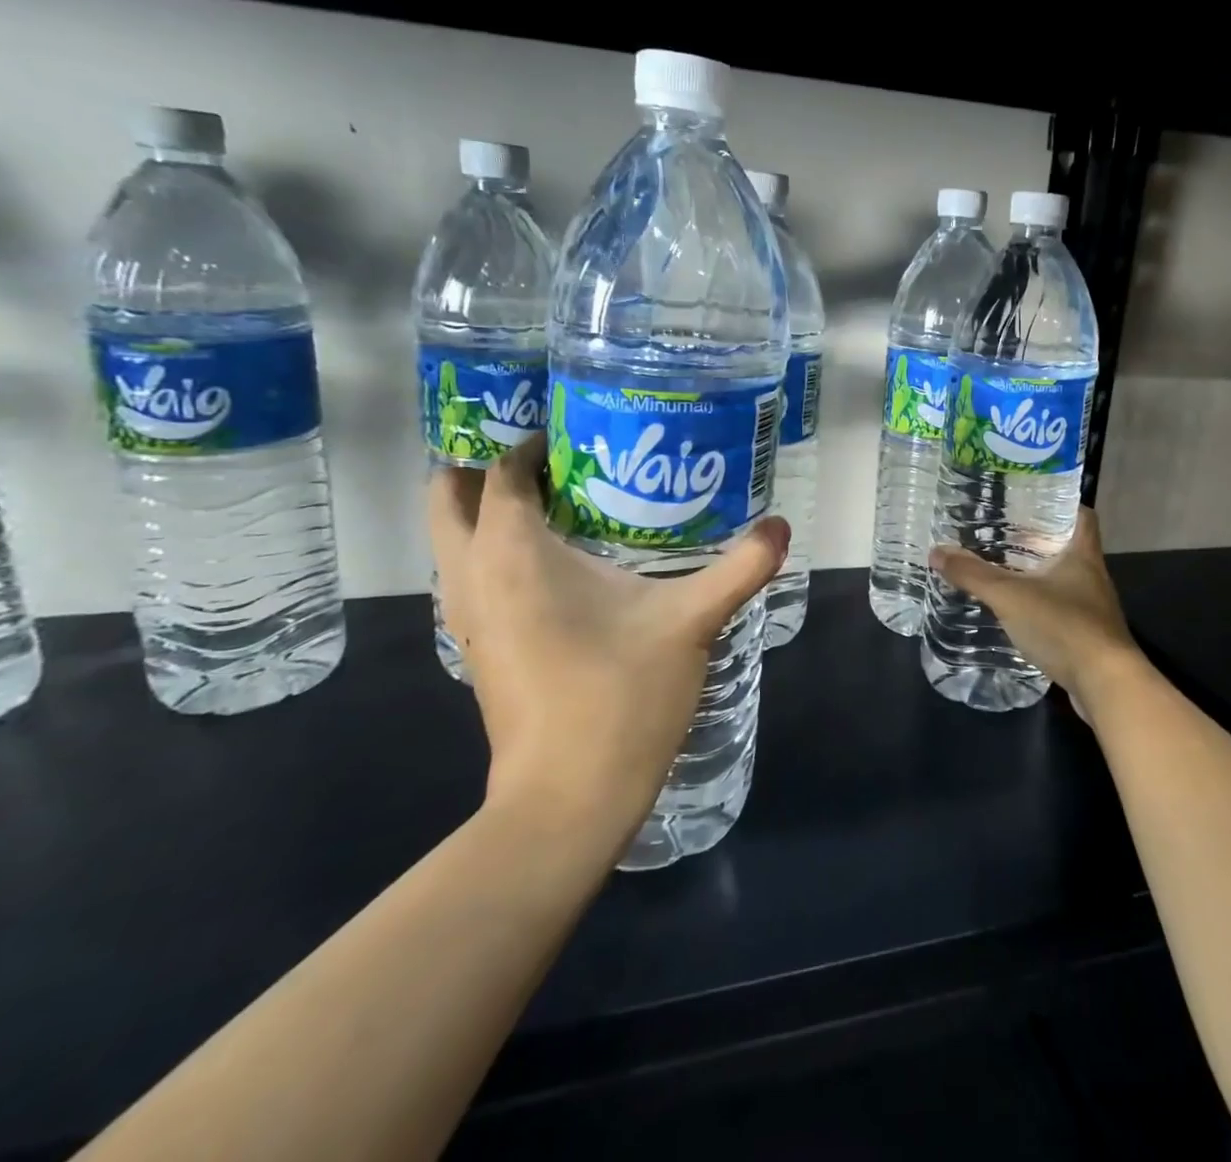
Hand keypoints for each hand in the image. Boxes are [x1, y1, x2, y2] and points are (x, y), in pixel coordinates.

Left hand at [429, 433, 788, 842]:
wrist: (567, 801)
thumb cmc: (620, 697)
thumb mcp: (691, 623)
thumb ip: (740, 567)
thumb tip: (783, 525)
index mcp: (514, 553)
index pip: (499, 472)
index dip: (531, 442)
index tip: (579, 430)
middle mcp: (475, 575)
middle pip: (447, 497)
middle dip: (480, 464)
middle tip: (548, 453)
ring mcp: (470, 617)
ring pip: (453, 540)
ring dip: (484, 508)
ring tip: (556, 495)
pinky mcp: (481, 648)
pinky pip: (471, 574)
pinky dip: (494, 549)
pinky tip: (560, 561)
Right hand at [928, 508, 1146, 723]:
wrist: (1105, 685)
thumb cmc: (1063, 626)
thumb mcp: (1010, 596)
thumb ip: (973, 574)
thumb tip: (936, 552)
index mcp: (1083, 554)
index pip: (1082, 514)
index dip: (1061, 503)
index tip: (1031, 500)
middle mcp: (1093, 575)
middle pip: (1068, 546)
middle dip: (1038, 539)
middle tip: (1002, 533)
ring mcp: (1093, 608)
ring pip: (1064, 579)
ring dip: (1038, 574)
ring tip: (1003, 569)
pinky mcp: (1088, 636)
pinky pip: (1062, 609)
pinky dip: (1041, 605)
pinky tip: (1017, 611)